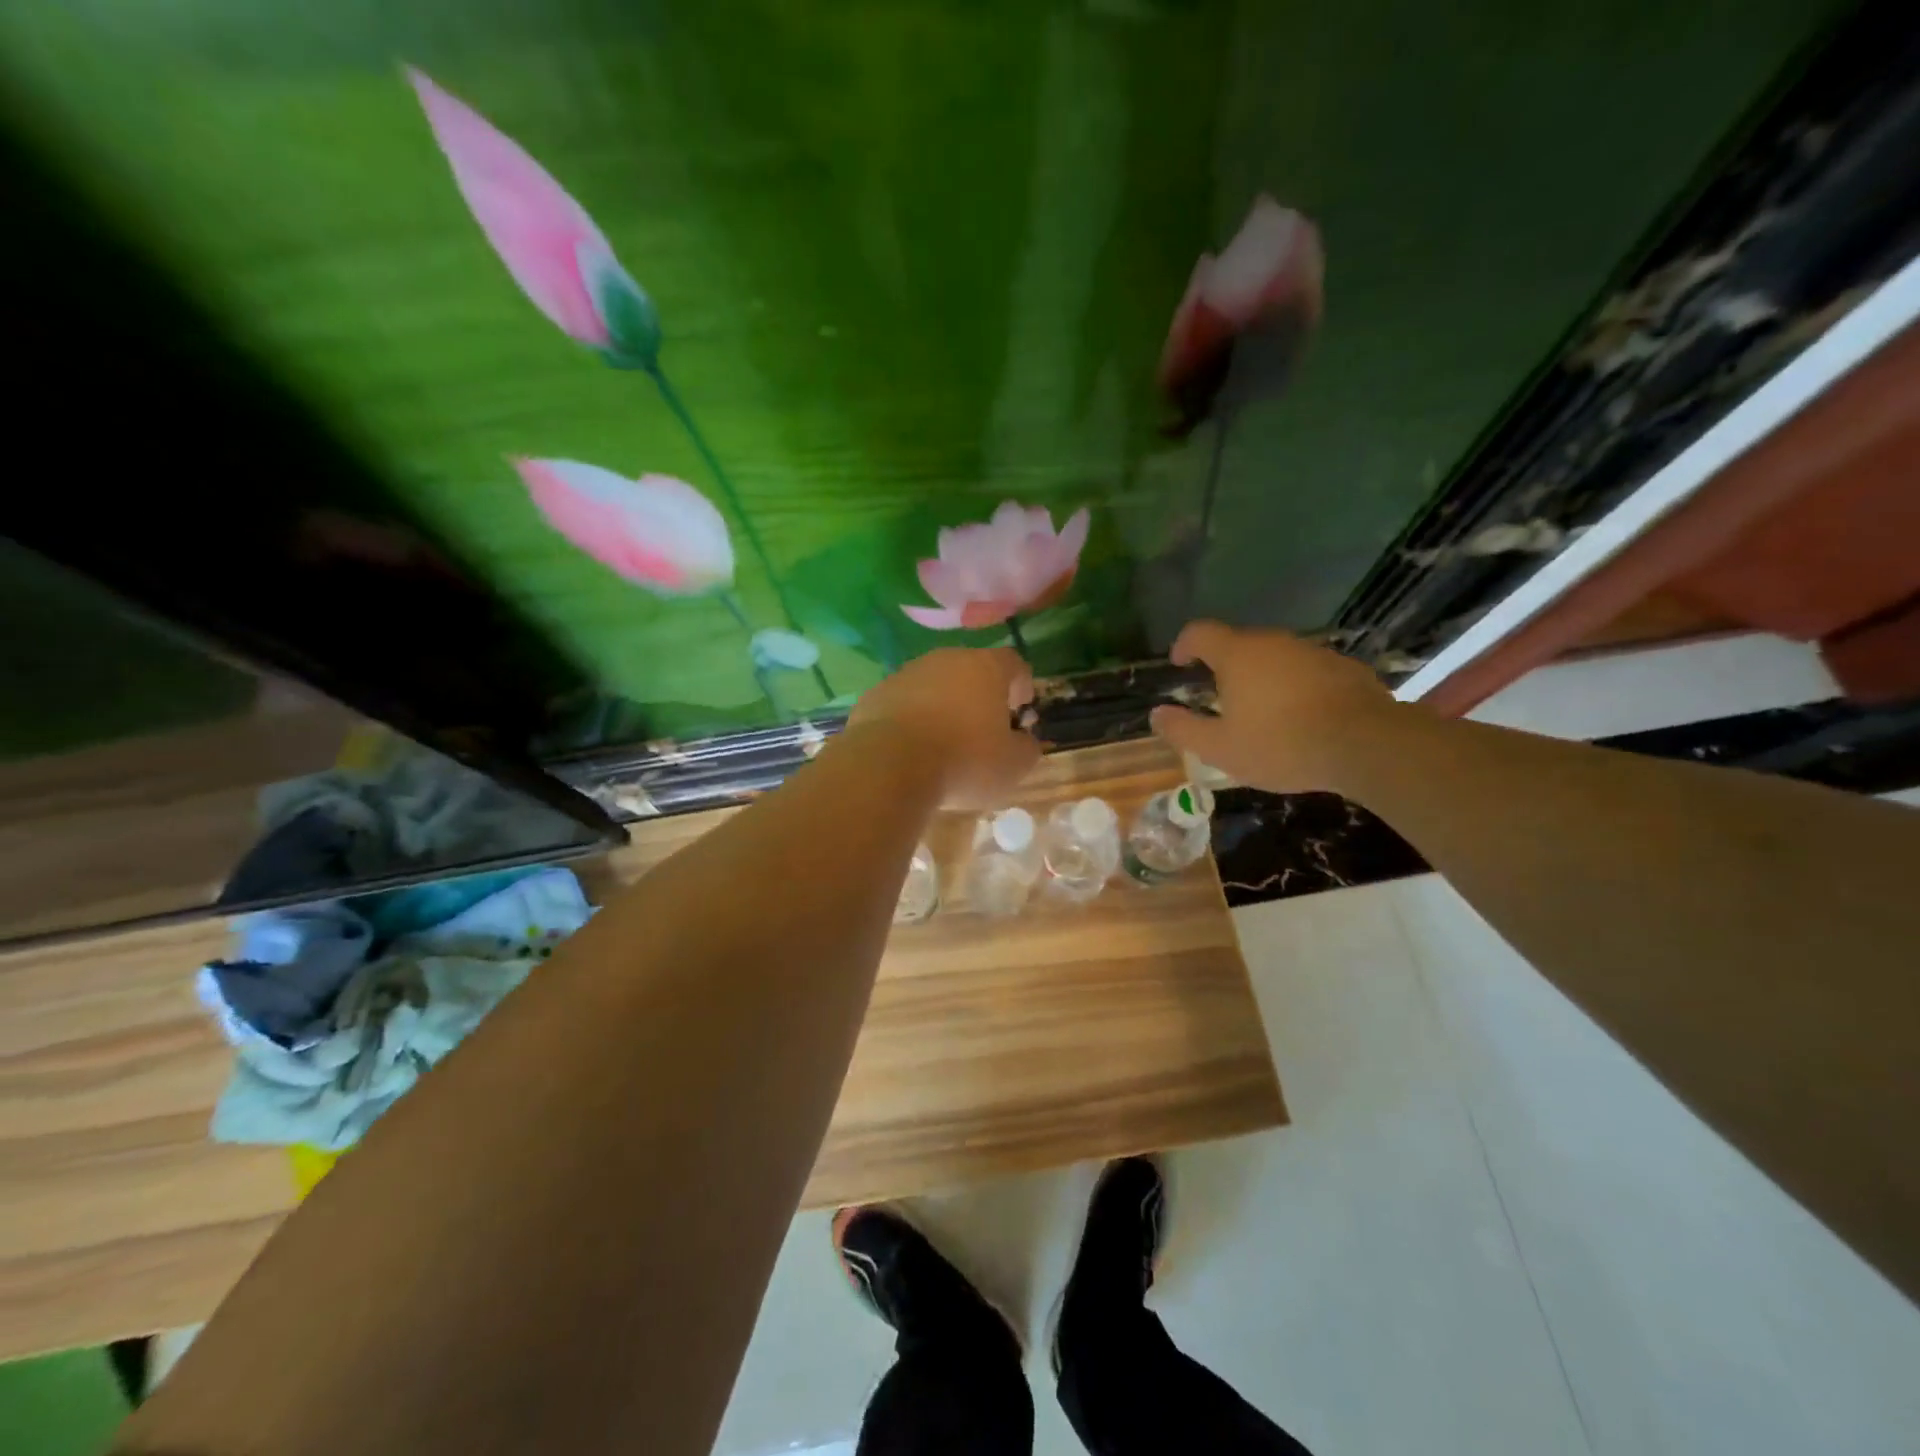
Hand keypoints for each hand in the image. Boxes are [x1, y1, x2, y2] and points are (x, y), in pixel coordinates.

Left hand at [849, 647, 1041, 808]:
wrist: (890, 765)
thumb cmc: (964, 761)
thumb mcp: (1012, 765)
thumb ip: (1027, 749)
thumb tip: (1025, 742)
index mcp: (987, 668)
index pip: (1013, 664)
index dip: (1021, 684)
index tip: (1021, 708)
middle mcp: (947, 659)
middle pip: (971, 669)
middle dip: (980, 694)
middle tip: (984, 726)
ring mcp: (907, 673)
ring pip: (934, 684)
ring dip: (943, 705)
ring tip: (945, 740)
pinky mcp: (876, 693)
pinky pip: (904, 702)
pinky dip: (912, 718)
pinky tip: (912, 747)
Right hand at [1149, 621, 1400, 793]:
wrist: (1366, 745)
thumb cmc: (1281, 744)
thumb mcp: (1221, 749)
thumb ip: (1183, 730)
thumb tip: (1157, 715)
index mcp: (1237, 655)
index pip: (1200, 632)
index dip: (1184, 645)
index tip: (1180, 664)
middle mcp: (1273, 642)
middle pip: (1239, 643)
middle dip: (1224, 665)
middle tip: (1219, 696)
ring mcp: (1311, 651)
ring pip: (1275, 656)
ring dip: (1262, 676)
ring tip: (1262, 710)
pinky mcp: (1344, 666)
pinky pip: (1306, 670)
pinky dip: (1295, 685)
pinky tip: (1301, 716)